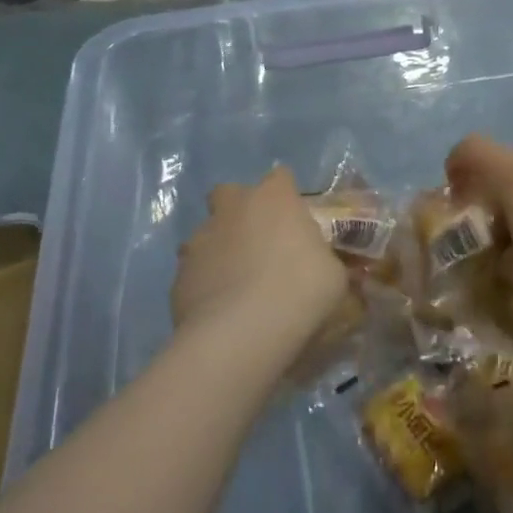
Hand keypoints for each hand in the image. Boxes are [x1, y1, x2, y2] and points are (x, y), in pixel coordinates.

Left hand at [172, 167, 349, 345]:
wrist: (242, 334)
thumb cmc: (301, 291)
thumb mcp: (334, 276)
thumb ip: (324, 262)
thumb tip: (323, 267)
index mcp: (275, 198)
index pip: (281, 178)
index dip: (287, 197)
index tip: (295, 223)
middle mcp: (233, 208)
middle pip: (230, 193)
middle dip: (239, 211)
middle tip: (258, 244)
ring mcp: (200, 239)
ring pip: (206, 234)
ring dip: (219, 250)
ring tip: (237, 285)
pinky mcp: (178, 275)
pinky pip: (195, 272)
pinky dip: (205, 284)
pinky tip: (219, 312)